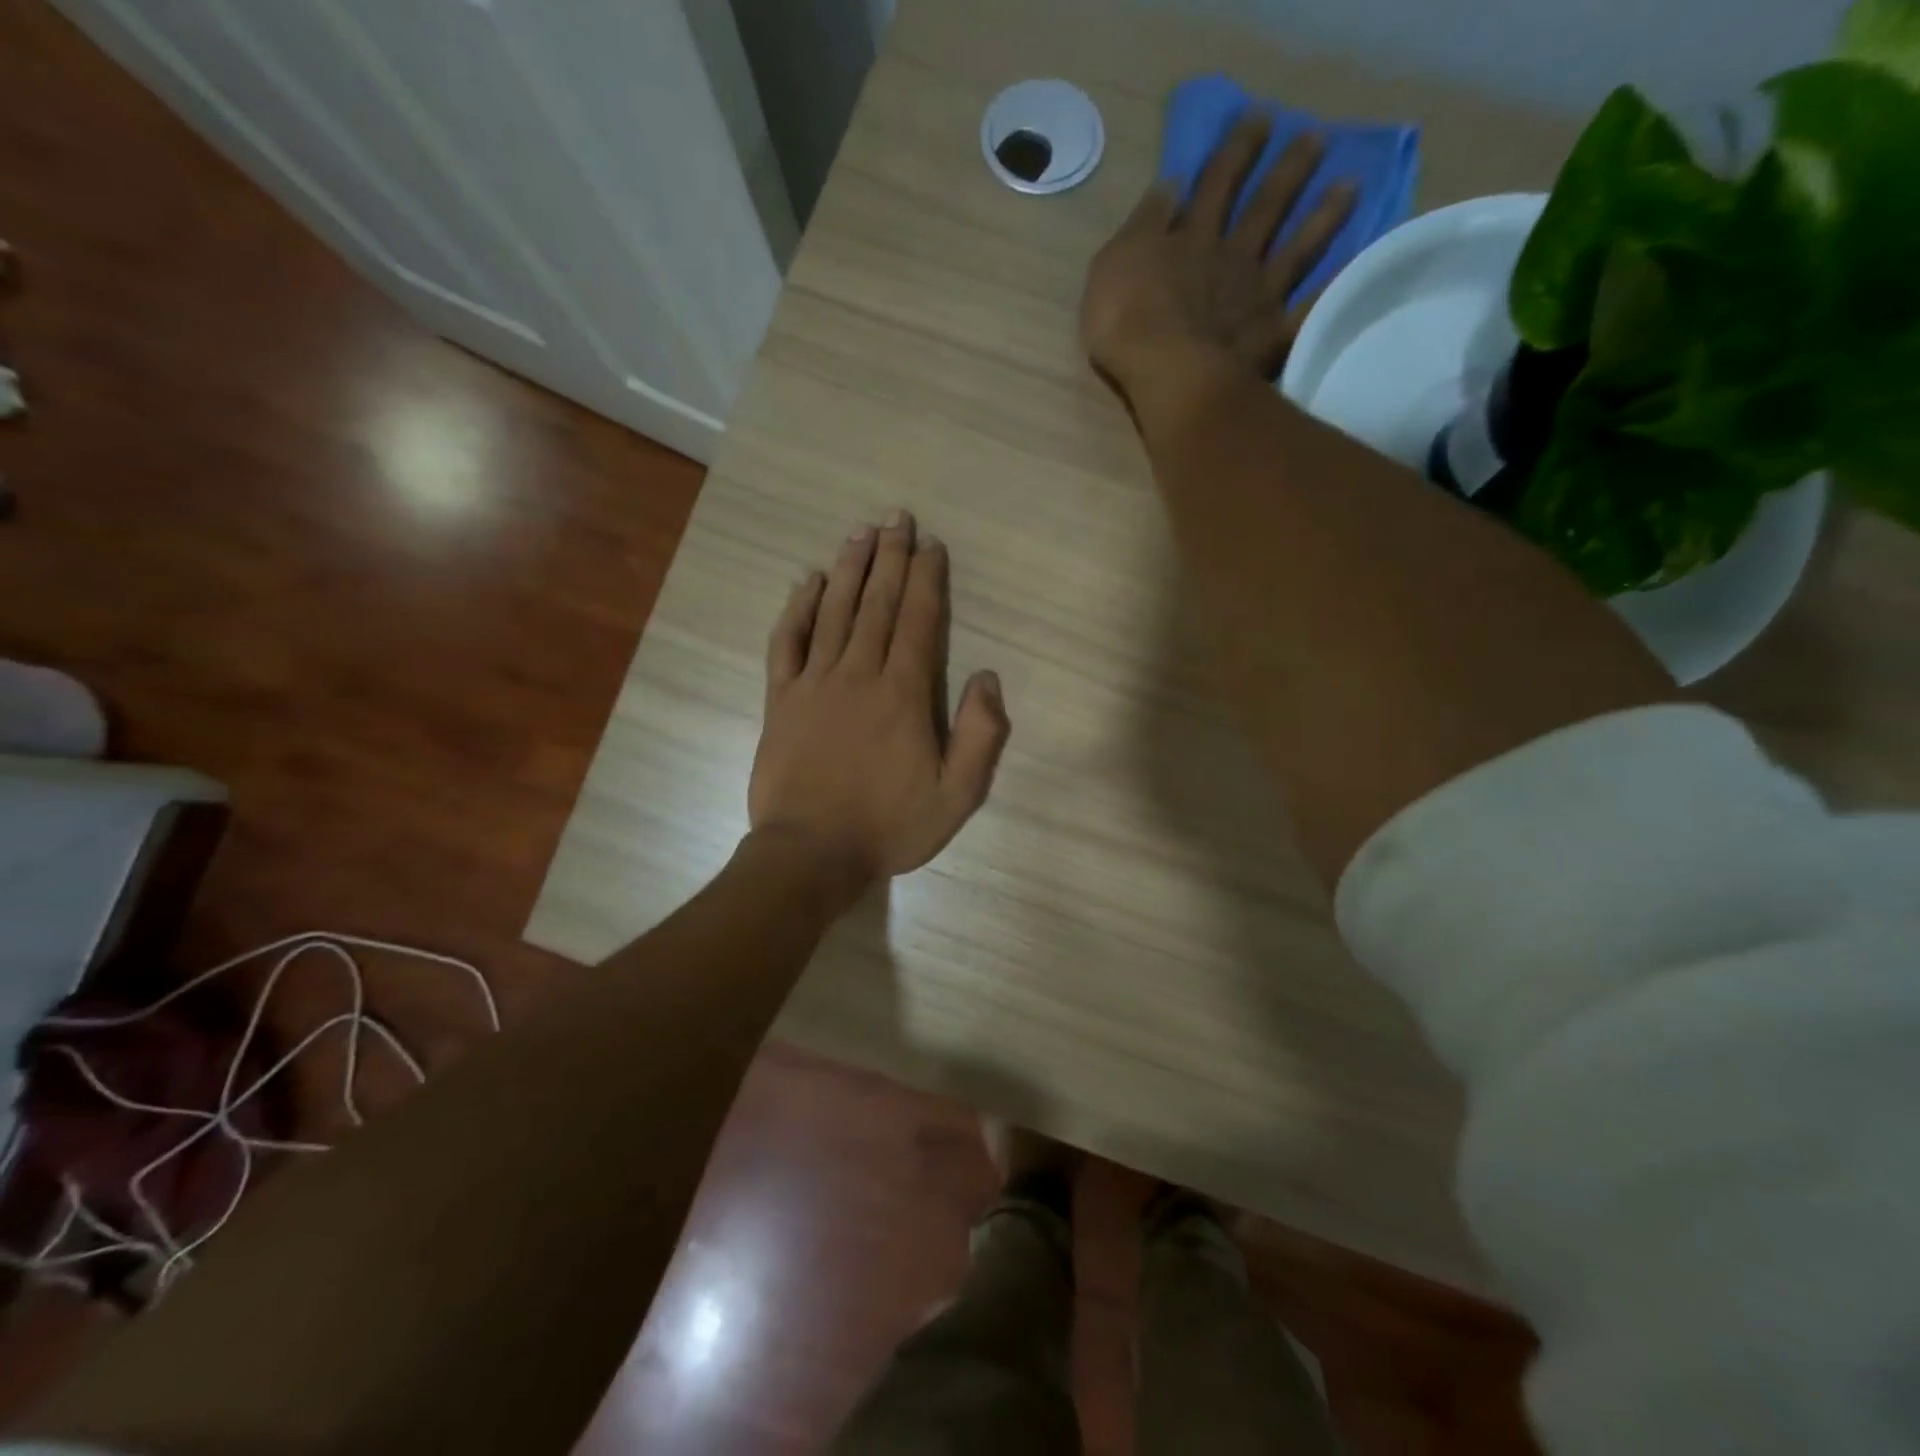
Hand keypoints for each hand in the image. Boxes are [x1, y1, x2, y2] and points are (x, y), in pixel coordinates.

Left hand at [749, 511, 1010, 900]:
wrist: (811, 854)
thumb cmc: (889, 826)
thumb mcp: (957, 796)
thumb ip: (980, 735)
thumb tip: (988, 677)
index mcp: (903, 694)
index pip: (918, 621)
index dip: (927, 579)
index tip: (932, 545)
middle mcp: (858, 674)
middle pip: (877, 604)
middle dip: (890, 558)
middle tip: (897, 518)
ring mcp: (814, 683)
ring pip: (833, 612)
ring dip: (849, 570)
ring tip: (860, 534)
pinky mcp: (781, 699)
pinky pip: (787, 642)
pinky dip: (797, 609)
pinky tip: (805, 582)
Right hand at [1080, 116, 1355, 401]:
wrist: (1164, 370)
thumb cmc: (1125, 320)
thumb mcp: (1113, 262)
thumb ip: (1144, 223)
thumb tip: (1171, 183)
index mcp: (1192, 238)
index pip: (1216, 182)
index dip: (1237, 149)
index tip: (1260, 119)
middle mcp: (1232, 256)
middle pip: (1266, 206)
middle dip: (1289, 170)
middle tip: (1315, 138)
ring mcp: (1258, 294)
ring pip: (1297, 248)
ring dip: (1323, 216)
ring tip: (1350, 186)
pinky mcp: (1273, 333)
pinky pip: (1310, 308)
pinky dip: (1332, 289)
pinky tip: (1355, 269)